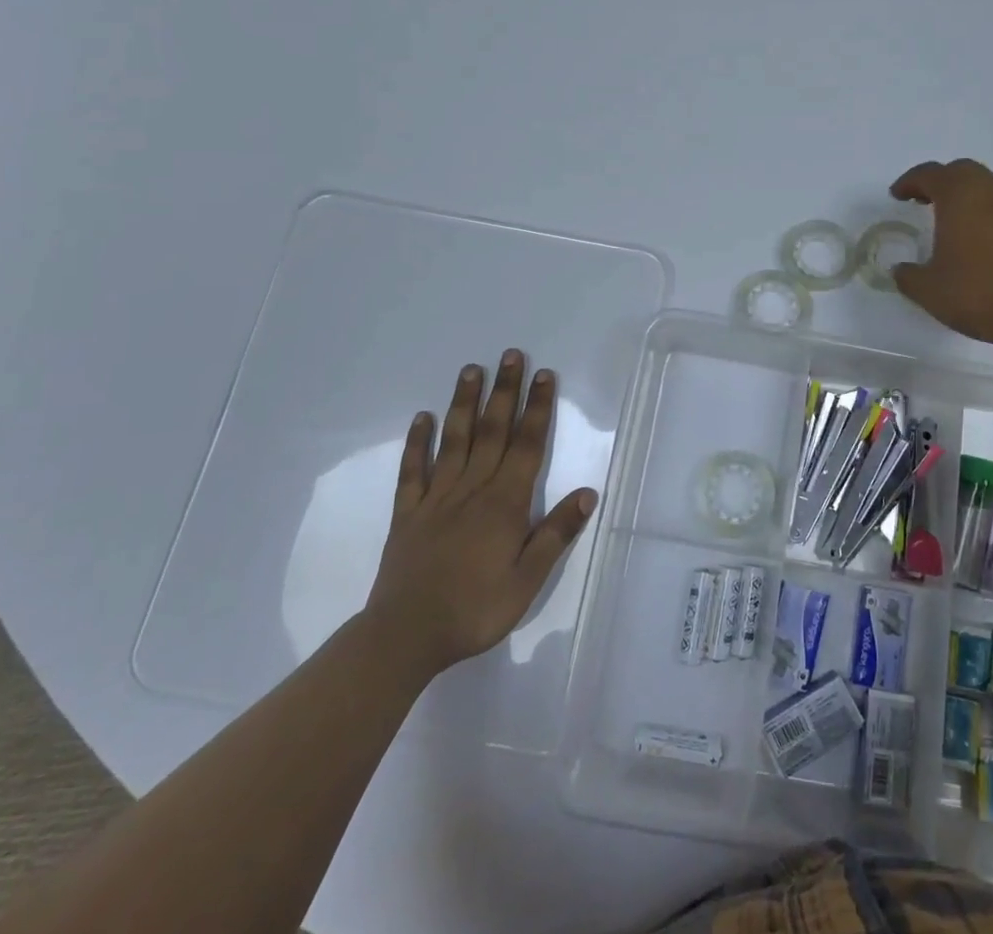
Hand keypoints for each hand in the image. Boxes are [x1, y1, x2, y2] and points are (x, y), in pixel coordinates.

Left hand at [363, 351, 596, 679]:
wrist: (405, 636)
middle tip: (511, 355)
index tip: (544, 375)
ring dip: (464, 403)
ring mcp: (436, 498)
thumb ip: (556, 534)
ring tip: (471, 370)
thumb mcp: (527, 580)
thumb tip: (587, 493)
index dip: (537, 408)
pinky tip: (422, 418)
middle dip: (505, 391)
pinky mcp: (408, 513)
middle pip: (492, 431)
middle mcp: (472, 489)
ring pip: (454, 440)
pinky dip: (417, 442)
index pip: (527, 445)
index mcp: (505, 503)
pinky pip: (412, 471)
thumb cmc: (475, 610)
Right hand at [889, 159, 992, 350]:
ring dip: (969, 198)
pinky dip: (991, 217)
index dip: (910, 182)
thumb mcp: (929, 290)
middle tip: (925, 200)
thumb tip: (901, 270)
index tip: (898, 195)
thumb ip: (909, 275)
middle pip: (963, 172)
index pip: (930, 174)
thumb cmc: (979, 294)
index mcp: (960, 196)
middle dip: (941, 182)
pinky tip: (986, 246)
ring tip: (955, 224)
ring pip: (990, 189)